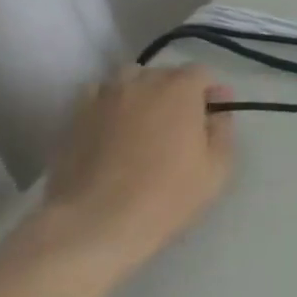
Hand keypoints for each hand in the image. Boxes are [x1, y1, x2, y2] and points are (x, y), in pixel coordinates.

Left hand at [31, 64, 235, 279]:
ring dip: (141, 92)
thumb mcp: (217, 167)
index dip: (208, 92)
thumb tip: (218, 110)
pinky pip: (97, 95)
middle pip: (164, 73)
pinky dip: (109, 103)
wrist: (95, 223)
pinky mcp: (74, 118)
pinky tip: (112, 127)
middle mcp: (141, 83)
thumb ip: (222, 130)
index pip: (200, 73)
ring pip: (127, 79)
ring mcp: (103, 98)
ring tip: (143, 121)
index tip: (210, 118)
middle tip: (179, 125)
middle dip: (176, 91)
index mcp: (180, 90)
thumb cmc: (167, 195)